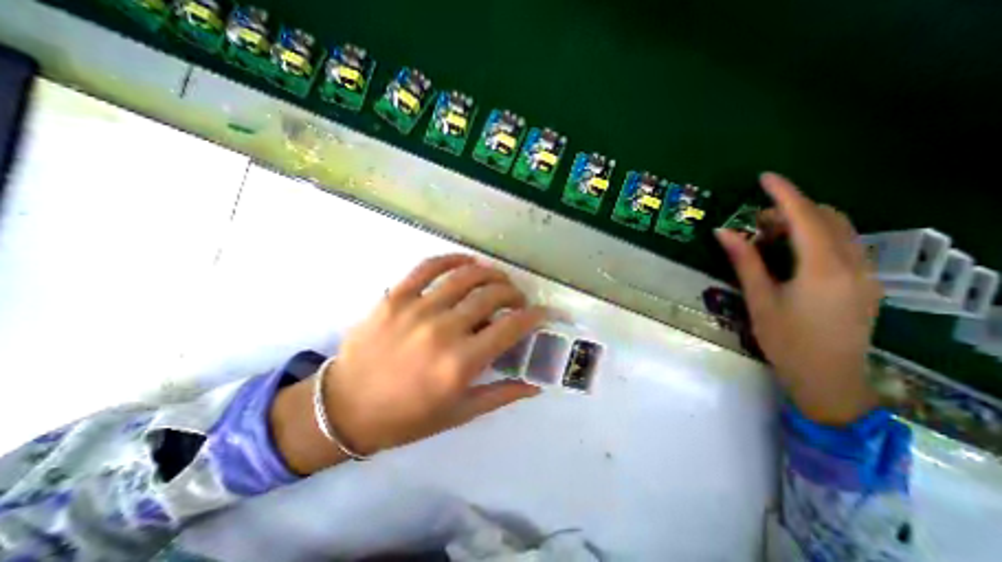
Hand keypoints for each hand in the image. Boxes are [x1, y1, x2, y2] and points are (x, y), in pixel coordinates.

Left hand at [270, 254, 543, 473]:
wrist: (343, 408)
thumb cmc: (405, 417)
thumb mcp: (458, 414)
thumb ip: (500, 395)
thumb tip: (535, 384)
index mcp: (460, 363)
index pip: (511, 327)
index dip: (533, 316)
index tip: (540, 313)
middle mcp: (443, 330)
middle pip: (491, 296)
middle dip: (513, 293)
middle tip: (517, 299)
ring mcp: (417, 308)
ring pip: (465, 276)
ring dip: (490, 273)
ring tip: (498, 279)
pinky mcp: (395, 296)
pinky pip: (428, 267)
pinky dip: (452, 259)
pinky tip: (466, 262)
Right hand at [717, 171, 879, 425]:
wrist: (830, 379)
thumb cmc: (786, 340)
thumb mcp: (759, 299)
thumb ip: (744, 261)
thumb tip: (723, 231)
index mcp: (823, 268)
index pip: (805, 217)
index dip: (784, 193)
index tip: (764, 177)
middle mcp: (853, 264)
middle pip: (827, 218)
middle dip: (792, 209)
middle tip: (756, 222)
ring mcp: (866, 274)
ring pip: (840, 230)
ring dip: (805, 222)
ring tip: (770, 236)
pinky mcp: (866, 283)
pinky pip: (846, 245)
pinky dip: (818, 237)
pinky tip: (793, 252)